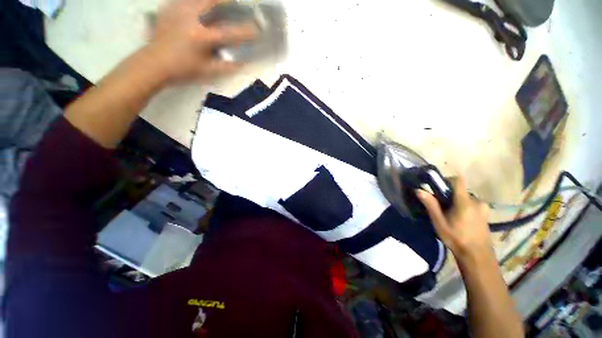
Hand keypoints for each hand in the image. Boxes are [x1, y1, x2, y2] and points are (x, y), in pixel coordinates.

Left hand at [146, 0, 256, 82]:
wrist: (154, 64)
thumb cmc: (183, 70)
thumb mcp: (208, 72)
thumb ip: (226, 66)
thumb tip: (243, 62)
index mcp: (202, 37)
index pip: (230, 32)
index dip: (246, 31)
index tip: (258, 30)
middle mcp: (191, 18)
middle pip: (213, 0)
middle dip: (227, 0)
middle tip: (236, 2)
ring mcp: (178, 10)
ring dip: (211, 0)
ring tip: (220, 3)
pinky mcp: (168, 8)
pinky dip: (194, 1)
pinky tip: (198, 6)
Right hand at [416, 176, 492, 261]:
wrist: (477, 256)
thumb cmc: (456, 238)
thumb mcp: (439, 222)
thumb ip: (430, 205)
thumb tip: (418, 190)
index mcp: (465, 202)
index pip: (457, 180)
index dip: (446, 180)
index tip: (437, 188)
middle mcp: (477, 201)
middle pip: (459, 191)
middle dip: (449, 195)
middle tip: (441, 207)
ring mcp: (483, 207)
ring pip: (465, 198)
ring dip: (456, 202)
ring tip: (450, 215)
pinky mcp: (486, 213)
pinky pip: (472, 204)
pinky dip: (464, 207)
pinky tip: (460, 219)